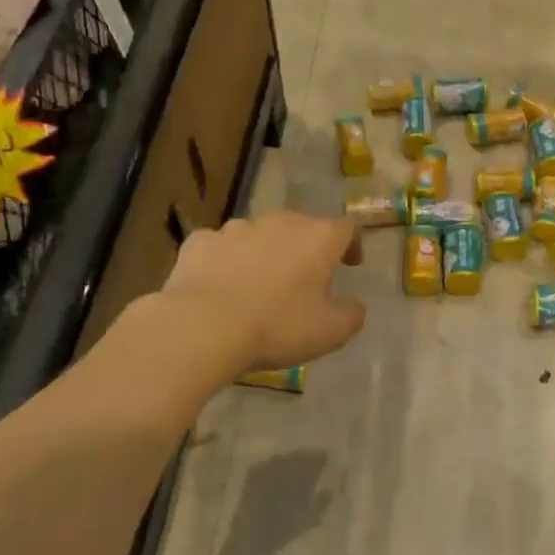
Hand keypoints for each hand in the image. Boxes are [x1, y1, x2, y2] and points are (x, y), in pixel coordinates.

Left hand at [150, 212, 366, 380]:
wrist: (202, 327)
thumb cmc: (277, 326)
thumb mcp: (330, 332)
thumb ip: (351, 314)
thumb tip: (354, 305)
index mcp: (318, 238)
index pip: (347, 228)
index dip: (352, 244)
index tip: (351, 264)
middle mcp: (280, 222)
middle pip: (302, 227)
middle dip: (306, 249)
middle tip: (305, 279)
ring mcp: (236, 228)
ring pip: (260, 235)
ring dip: (265, 252)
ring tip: (259, 284)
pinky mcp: (200, 240)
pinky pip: (221, 247)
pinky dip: (227, 261)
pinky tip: (221, 285)